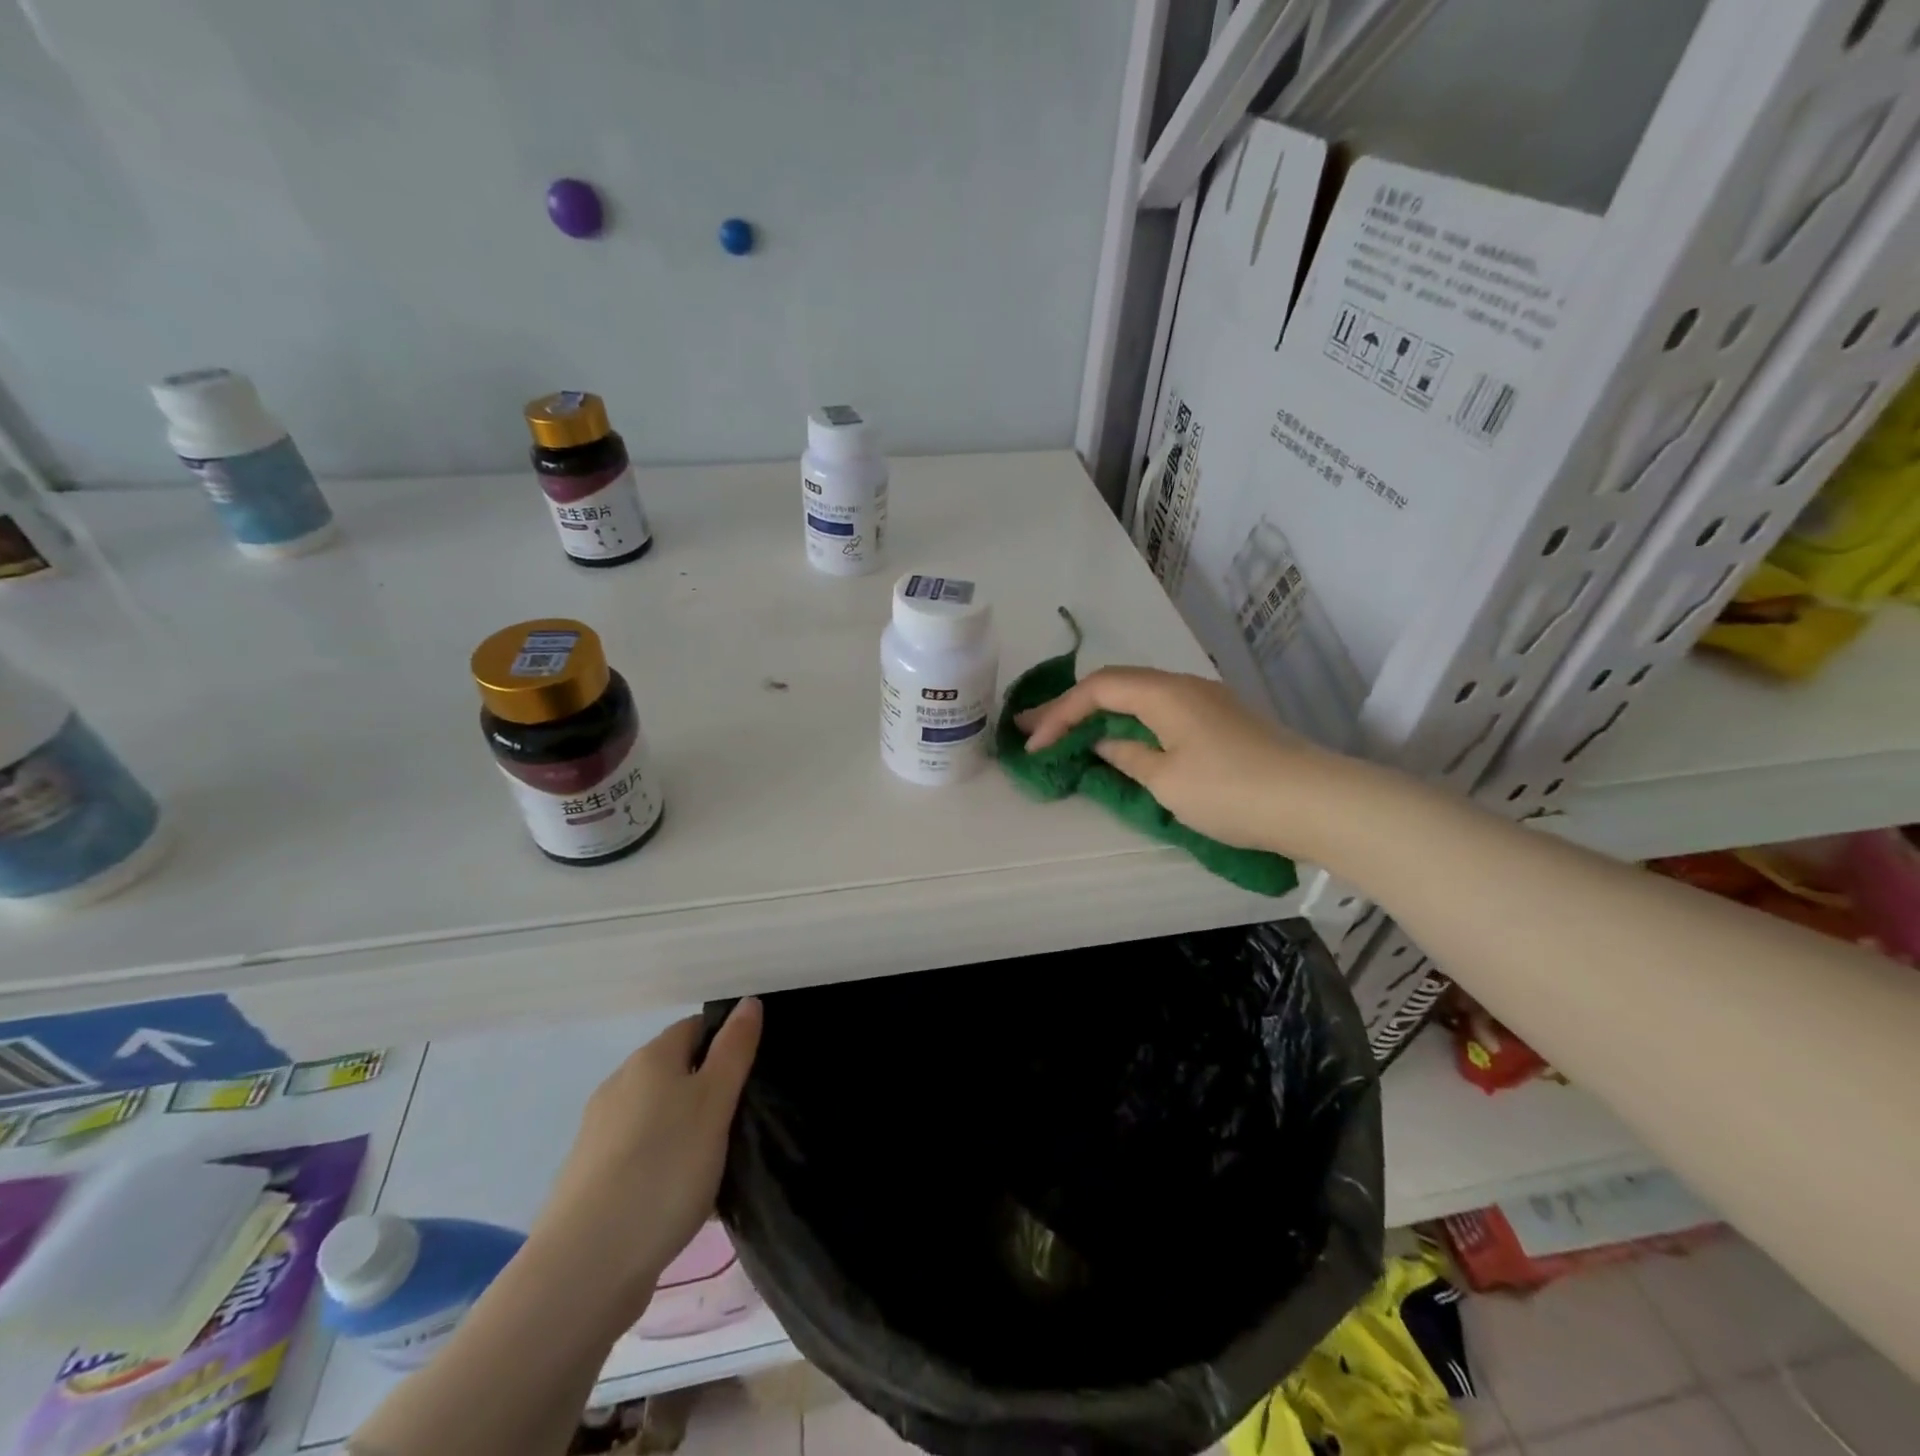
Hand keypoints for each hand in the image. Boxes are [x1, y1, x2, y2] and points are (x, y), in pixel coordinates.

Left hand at [530, 999, 762, 1304]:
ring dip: (686, 1127)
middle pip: (674, 1070)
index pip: (695, 1027)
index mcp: (650, 1059)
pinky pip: (640, 1152)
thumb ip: (734, 1050)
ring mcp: (599, 1132)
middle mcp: (619, 1085)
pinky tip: (682, 1195)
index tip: (752, 1073)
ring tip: (717, 1161)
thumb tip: (748, 1002)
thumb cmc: (664, 1169)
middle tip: (742, 1119)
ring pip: (657, 1114)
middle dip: (708, 1087)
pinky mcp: (590, 1177)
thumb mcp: (715, 1102)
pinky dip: (664, 1161)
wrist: (585, 1267)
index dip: (726, 1042)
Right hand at [1016, 667, 1346, 858]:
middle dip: (1072, 707)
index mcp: (1165, 692)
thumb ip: (1128, 757)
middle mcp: (1184, 686)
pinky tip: (1122, 742)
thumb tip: (1104, 744)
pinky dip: (1130, 725)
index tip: (1033, 744)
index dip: (1059, 713)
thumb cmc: (1232, 791)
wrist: (1317, 803)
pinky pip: (1161, 713)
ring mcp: (1207, 703)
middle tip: (1034, 729)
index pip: (1098, 689)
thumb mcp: (1167, 781)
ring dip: (1101, 715)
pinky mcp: (1222, 724)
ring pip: (1139, 699)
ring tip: (1068, 734)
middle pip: (1116, 686)